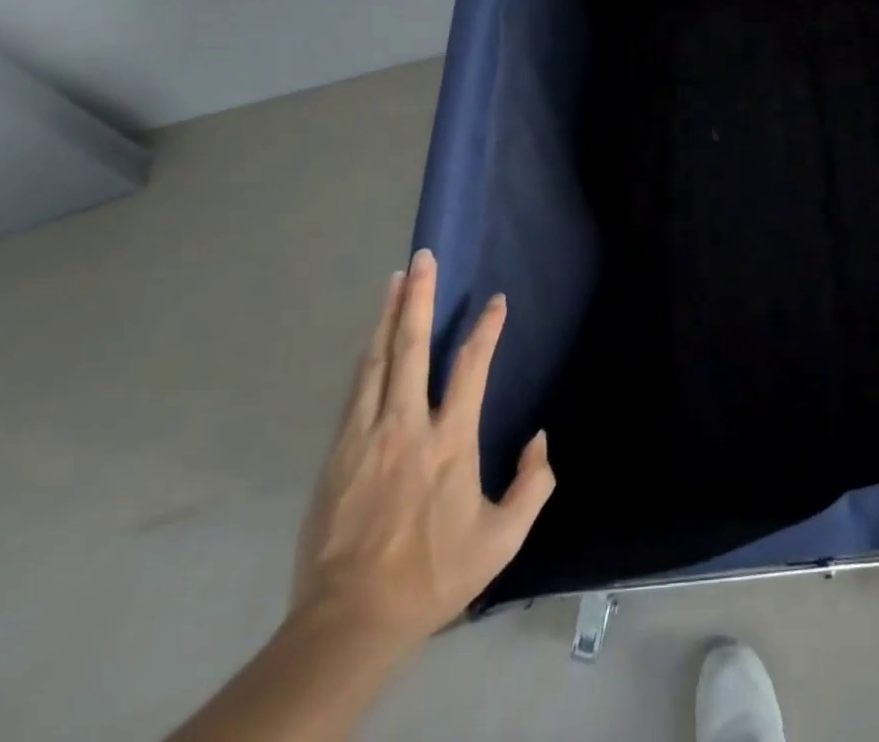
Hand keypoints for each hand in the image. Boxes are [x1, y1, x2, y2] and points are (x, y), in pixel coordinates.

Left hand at [290, 248, 554, 654]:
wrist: (349, 621)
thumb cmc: (433, 575)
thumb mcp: (501, 541)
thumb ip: (533, 486)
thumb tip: (540, 440)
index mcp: (450, 442)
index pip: (471, 368)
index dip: (486, 329)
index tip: (497, 301)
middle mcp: (407, 426)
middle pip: (412, 347)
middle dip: (420, 298)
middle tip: (423, 258)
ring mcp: (366, 436)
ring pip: (377, 360)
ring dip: (388, 315)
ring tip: (395, 280)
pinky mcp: (337, 452)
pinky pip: (356, 389)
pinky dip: (367, 355)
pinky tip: (371, 338)